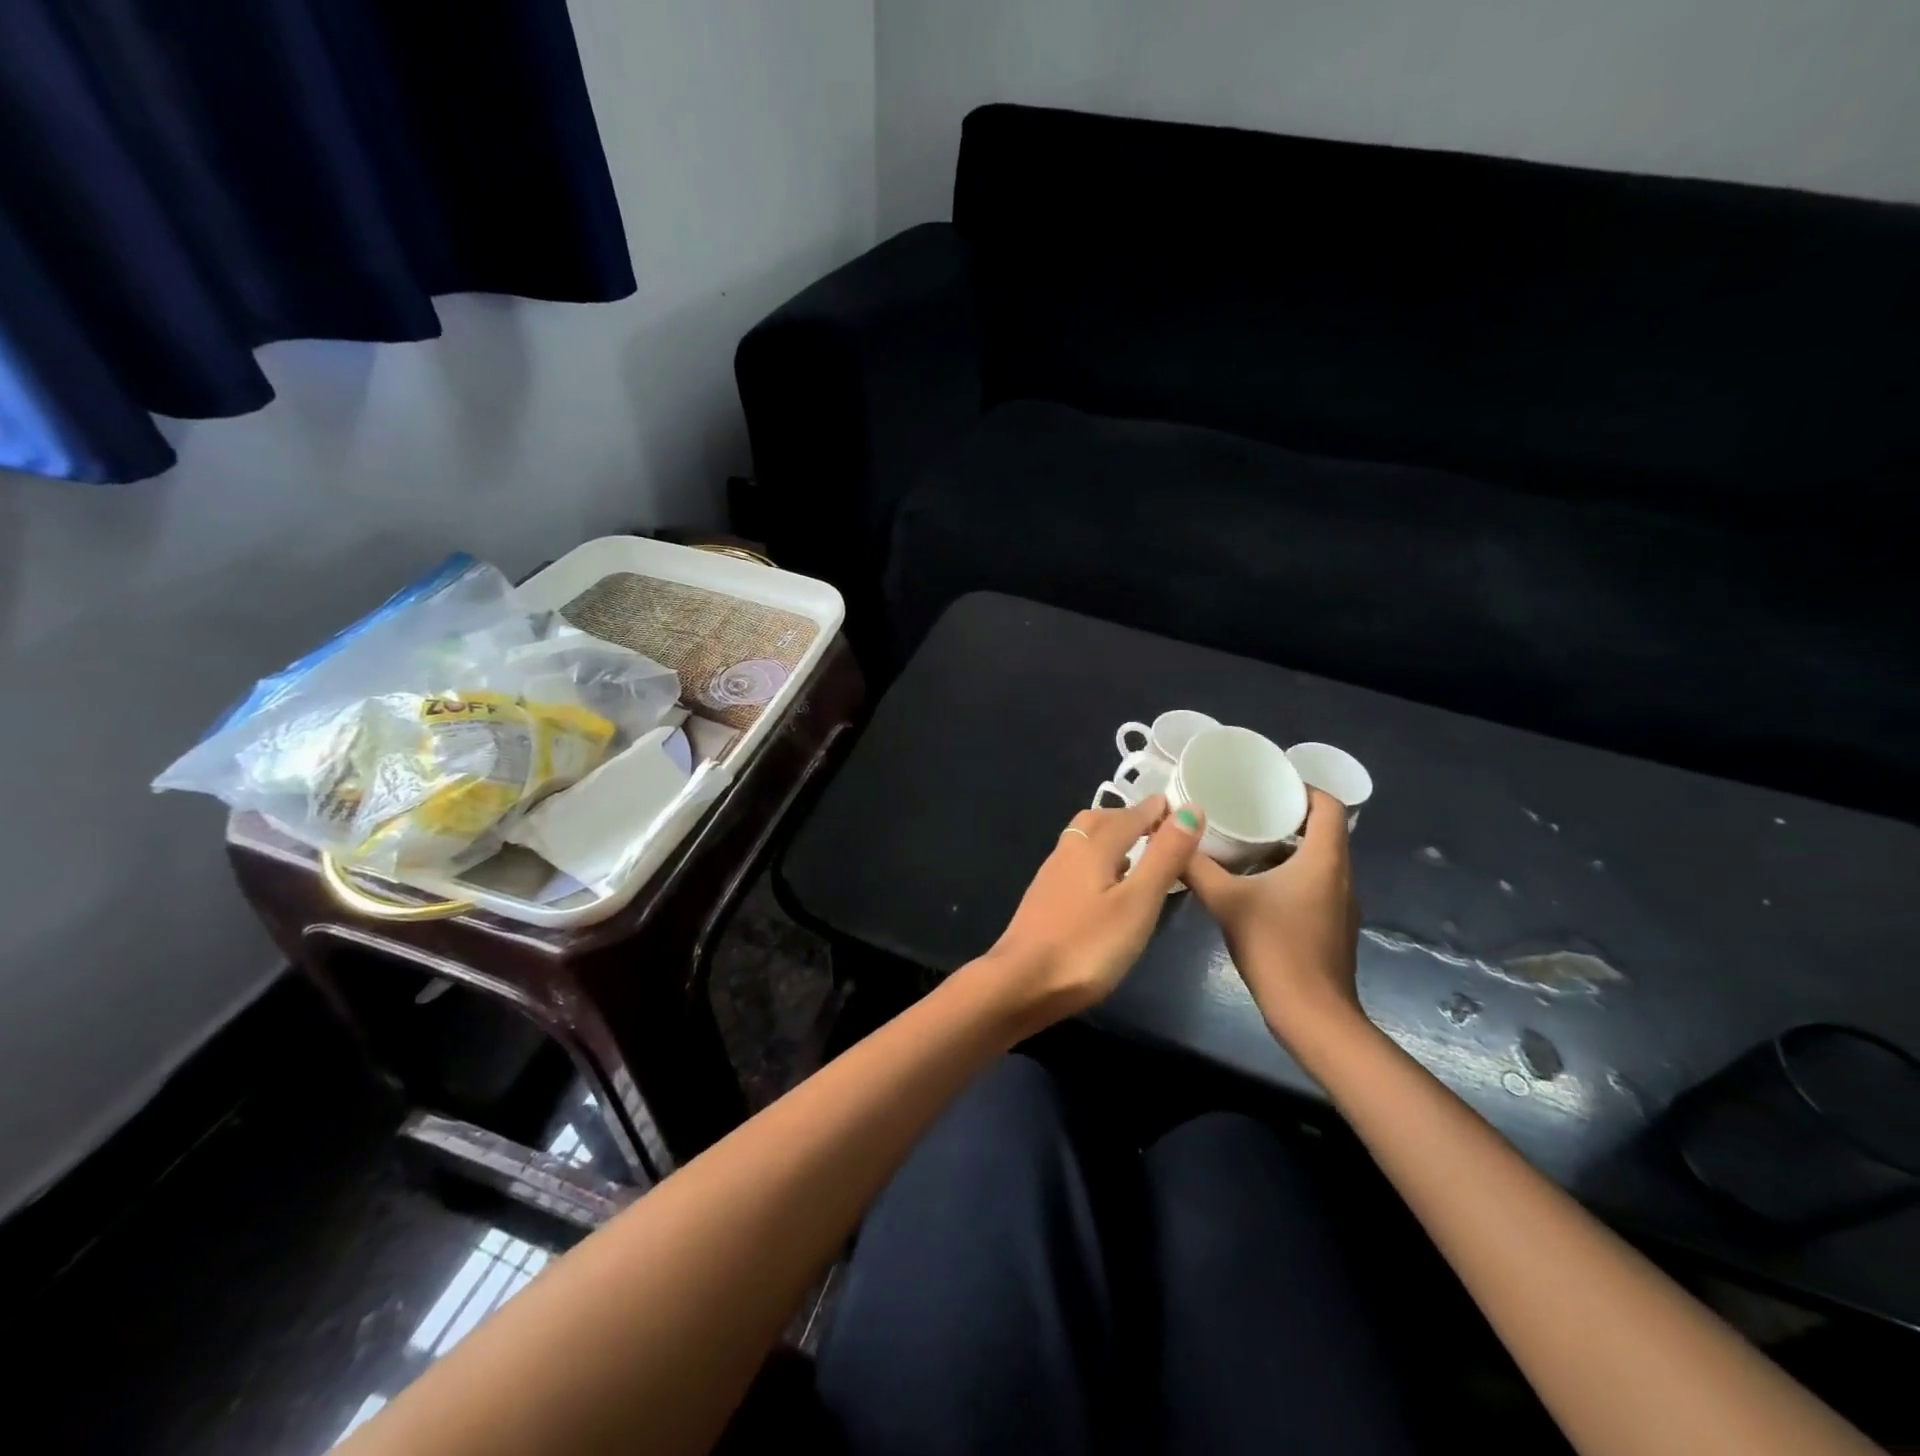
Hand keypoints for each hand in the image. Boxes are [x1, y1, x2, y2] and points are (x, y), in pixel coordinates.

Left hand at [983, 796, 1203, 1026]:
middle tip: (1155, 826)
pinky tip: (1106, 888)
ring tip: (1137, 855)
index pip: (1129, 816)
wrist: (1020, 983)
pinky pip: (1075, 865)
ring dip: (1110, 839)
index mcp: (1092, 846)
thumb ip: (1164, 857)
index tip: (1177, 806)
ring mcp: (1051, 876)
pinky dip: (1097, 863)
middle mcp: (1068, 852)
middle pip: (1098, 821)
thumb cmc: (1086, 945)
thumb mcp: (1137, 902)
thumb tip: (1189, 808)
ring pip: (1083, 842)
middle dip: (1127, 818)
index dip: (1155, 810)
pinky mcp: (1043, 900)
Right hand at [1184, 789, 1363, 1048]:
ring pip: (1319, 859)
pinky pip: (1316, 883)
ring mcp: (1341, 903)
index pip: (1329, 804)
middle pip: (1324, 829)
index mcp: (1324, 859)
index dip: (1303, 787)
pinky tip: (1257, 884)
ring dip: (1288, 846)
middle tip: (1246, 808)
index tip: (1268, 784)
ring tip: (1246, 841)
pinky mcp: (1334, 925)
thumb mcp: (1226, 901)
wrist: (1311, 1015)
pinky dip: (1292, 873)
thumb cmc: (1274, 947)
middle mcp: (1341, 875)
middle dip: (1287, 815)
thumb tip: (1168, 836)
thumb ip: (1196, 867)